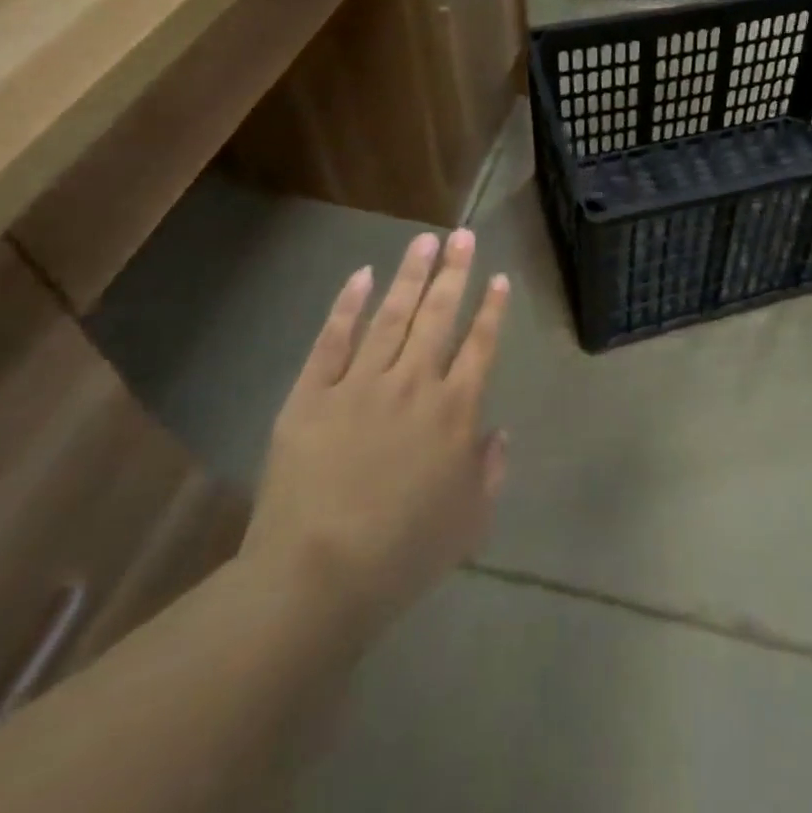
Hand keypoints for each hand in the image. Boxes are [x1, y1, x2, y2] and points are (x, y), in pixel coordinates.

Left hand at [241, 229, 509, 643]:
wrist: (317, 577)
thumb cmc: (404, 554)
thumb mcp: (470, 520)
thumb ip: (490, 469)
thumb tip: (498, 431)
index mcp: (455, 411)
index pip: (480, 345)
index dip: (491, 308)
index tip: (498, 277)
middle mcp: (414, 383)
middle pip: (439, 316)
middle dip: (454, 272)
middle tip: (464, 235)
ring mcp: (361, 384)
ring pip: (392, 316)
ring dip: (410, 275)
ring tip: (424, 241)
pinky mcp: (313, 395)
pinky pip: (333, 340)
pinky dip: (348, 306)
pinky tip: (361, 275)